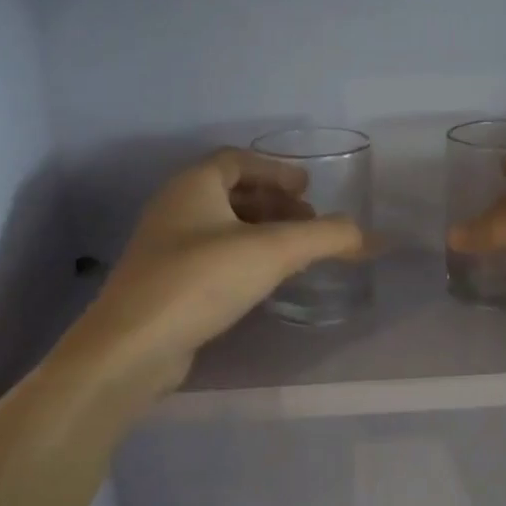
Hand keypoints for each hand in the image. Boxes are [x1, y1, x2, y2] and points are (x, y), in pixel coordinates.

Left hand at [69, 149, 366, 397]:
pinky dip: (242, 257)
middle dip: (273, 203)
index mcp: (193, 185)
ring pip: (220, 226)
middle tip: (307, 221)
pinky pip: (211, 256)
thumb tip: (371, 236)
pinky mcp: (164, 283)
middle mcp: (174, 207)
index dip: (275, 169)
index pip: (237, 160)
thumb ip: (326, 238)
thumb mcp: (273, 252)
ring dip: (259, 231)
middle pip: (230, 192)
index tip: (307, 188)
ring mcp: (165, 247)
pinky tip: (262, 280)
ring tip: (293, 252)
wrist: (134, 345)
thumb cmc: (202, 280)